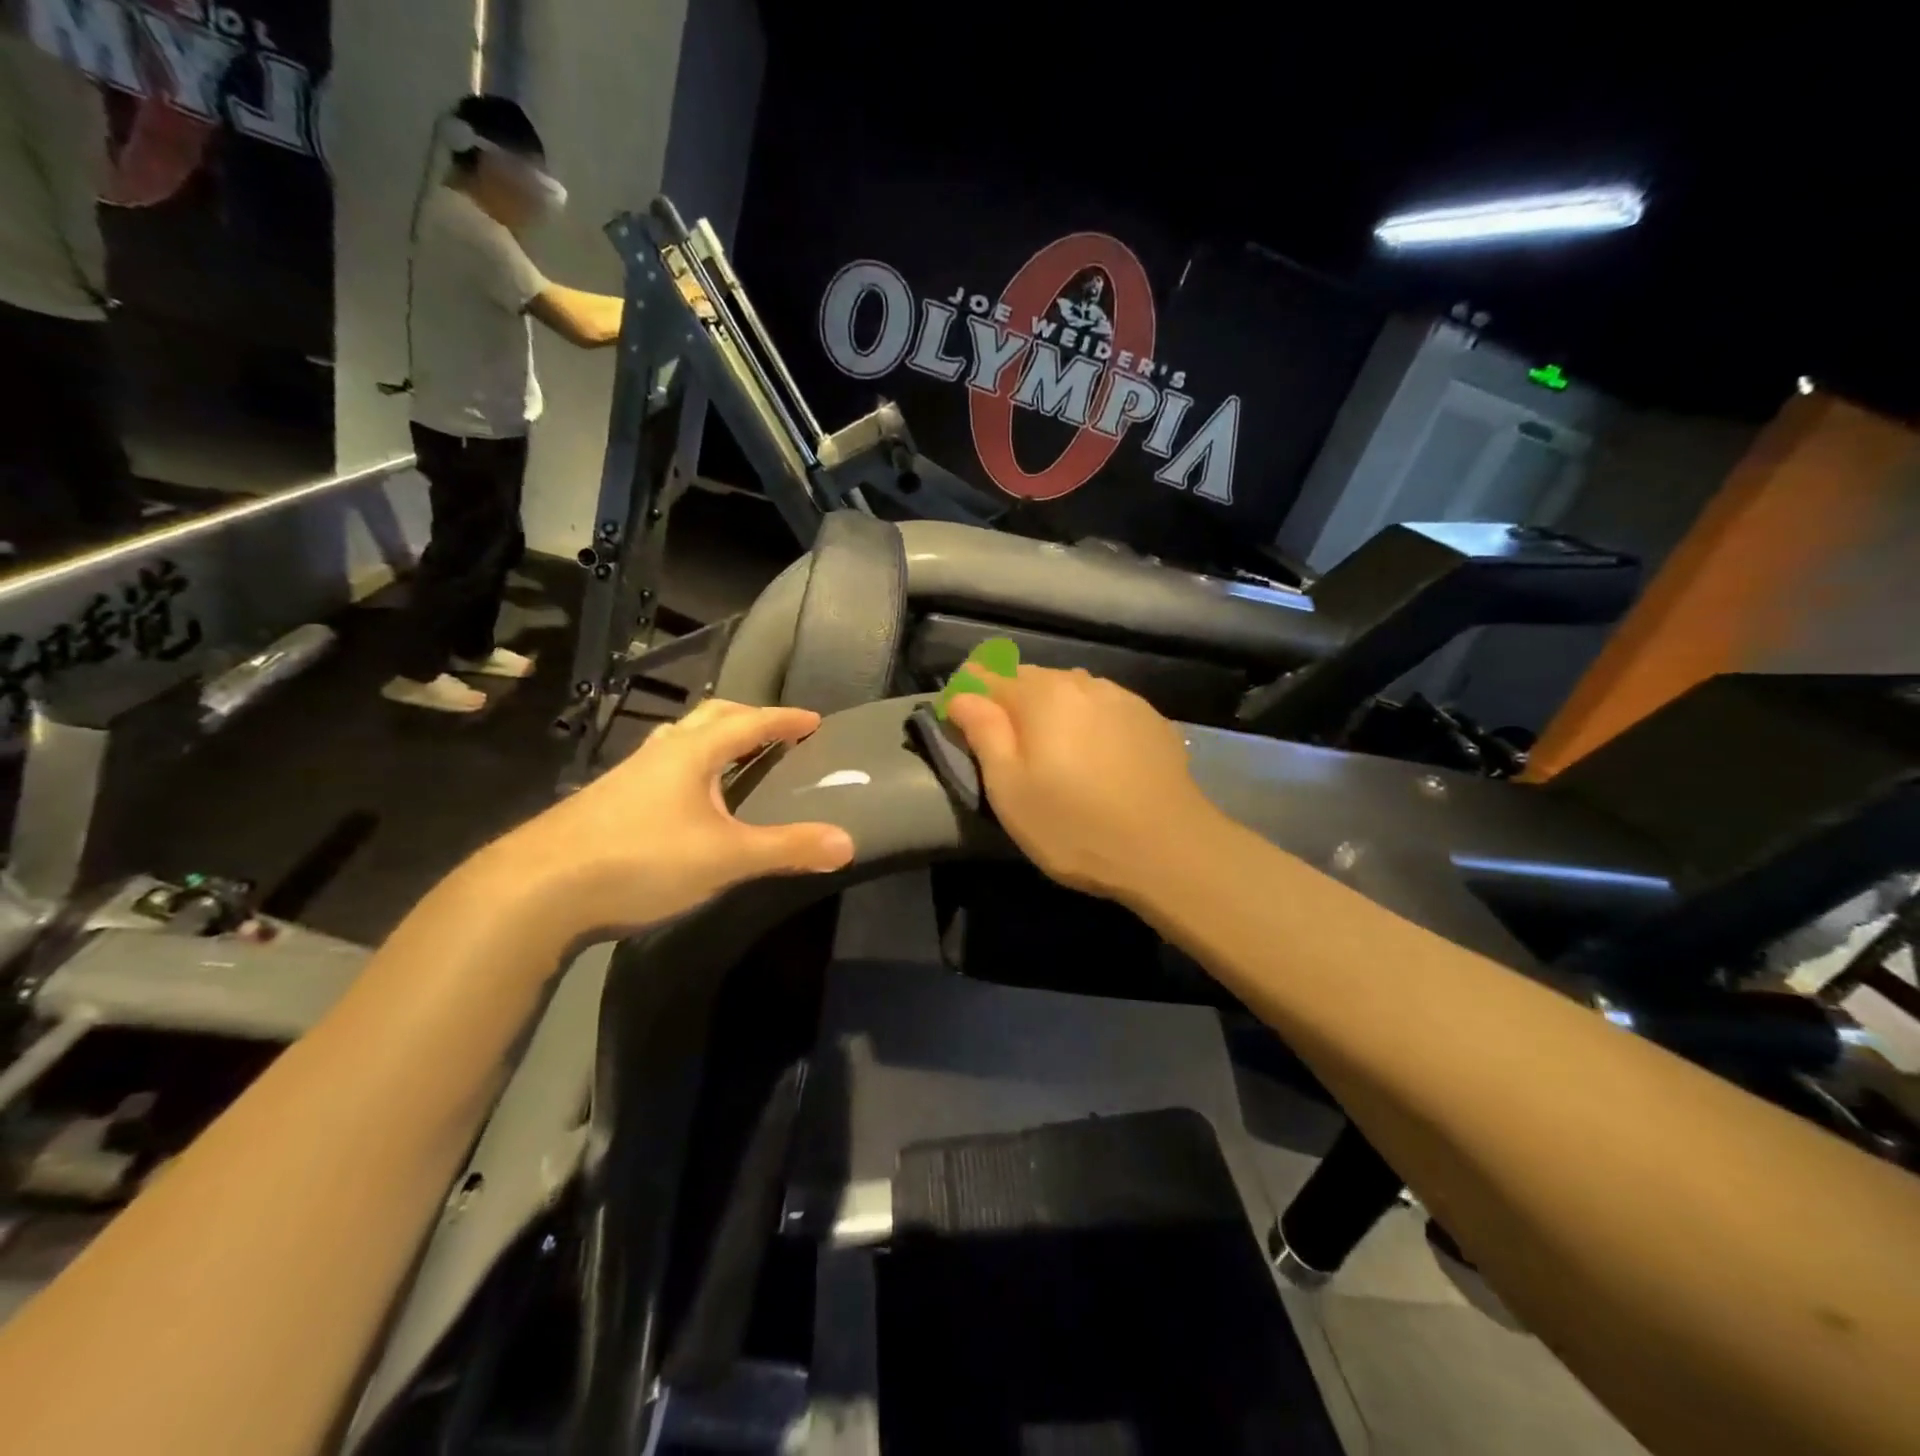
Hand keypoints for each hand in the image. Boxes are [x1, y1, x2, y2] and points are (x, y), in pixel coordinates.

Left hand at [499, 700, 854, 938]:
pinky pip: (660, 767)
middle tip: (776, 732)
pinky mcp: (606, 802)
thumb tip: (848, 842)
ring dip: (712, 738)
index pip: (749, 722)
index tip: (813, 719)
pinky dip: (688, 767)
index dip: (784, 720)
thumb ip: (787, 849)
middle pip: (710, 718)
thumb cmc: (641, 859)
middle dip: (748, 718)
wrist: (536, 888)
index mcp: (692, 752)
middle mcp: (659, 752)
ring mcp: (627, 776)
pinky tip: (684, 799)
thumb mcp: (725, 857)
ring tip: (732, 756)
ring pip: (679, 740)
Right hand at [946, 665, 1215, 903]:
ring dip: (1051, 708)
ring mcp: (1121, 698)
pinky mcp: (1150, 720)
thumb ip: (983, 733)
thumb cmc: (1074, 825)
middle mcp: (1081, 683)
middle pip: (1031, 679)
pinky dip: (1087, 720)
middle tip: (1001, 740)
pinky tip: (1093, 753)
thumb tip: (962, 694)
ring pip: (1070, 690)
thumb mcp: (1010, 789)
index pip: (987, 677)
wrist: (1169, 848)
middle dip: (1009, 700)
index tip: (957, 718)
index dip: (966, 693)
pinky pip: (1103, 707)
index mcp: (1040, 695)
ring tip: (1048, 745)